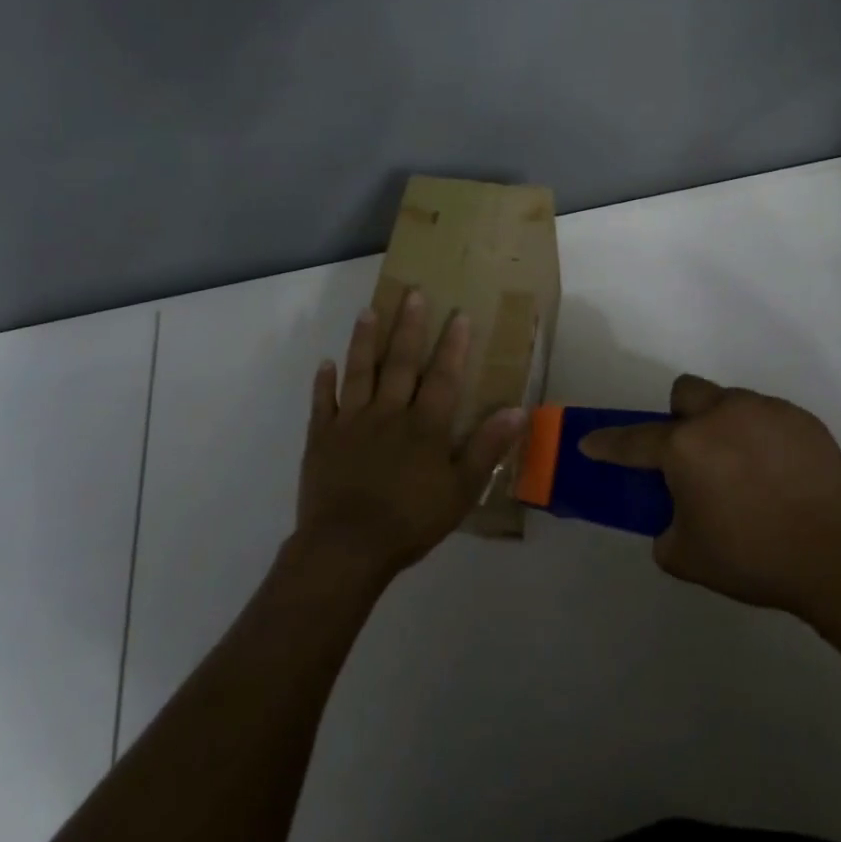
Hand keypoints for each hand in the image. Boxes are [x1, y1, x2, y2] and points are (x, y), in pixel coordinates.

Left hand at [295, 290, 527, 580]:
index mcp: (425, 426)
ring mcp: (352, 422)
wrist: (347, 547)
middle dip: (409, 327)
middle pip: (401, 363)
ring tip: (369, 311)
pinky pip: (323, 402)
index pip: (443, 377)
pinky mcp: (323, 437)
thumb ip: (487, 448)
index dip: (453, 346)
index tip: (459, 315)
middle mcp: (389, 413)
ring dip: (365, 340)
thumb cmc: (411, 521)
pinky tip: (325, 363)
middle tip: (412, 294)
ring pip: (360, 371)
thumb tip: (518, 410)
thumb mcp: (461, 491)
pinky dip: (324, 382)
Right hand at [579, 375, 840, 627]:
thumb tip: (672, 517)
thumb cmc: (754, 558)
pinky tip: (778, 474)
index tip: (590, 443)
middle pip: (685, 393)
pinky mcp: (801, 419)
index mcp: (686, 447)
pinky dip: (761, 438)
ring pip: (729, 402)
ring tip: (744, 470)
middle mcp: (720, 416)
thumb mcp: (688, 558)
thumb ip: (665, 532)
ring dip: (722, 426)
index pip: (632, 440)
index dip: (607, 443)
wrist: (840, 557)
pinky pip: (767, 417)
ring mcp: (765, 411)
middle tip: (692, 455)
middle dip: (679, 417)